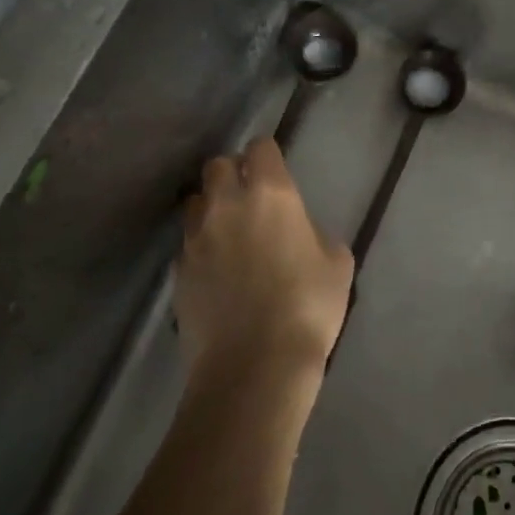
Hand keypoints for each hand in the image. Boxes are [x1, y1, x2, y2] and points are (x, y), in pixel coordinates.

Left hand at [177, 138, 354, 385]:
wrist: (254, 365)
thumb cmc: (308, 306)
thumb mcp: (337, 263)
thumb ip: (316, 234)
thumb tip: (301, 235)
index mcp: (271, 193)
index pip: (260, 148)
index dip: (267, 156)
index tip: (276, 172)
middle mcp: (227, 204)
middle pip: (217, 166)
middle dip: (231, 174)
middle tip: (249, 198)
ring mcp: (196, 238)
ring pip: (195, 203)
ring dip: (210, 208)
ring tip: (227, 232)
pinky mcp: (177, 272)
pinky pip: (187, 244)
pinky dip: (200, 248)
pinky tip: (216, 271)